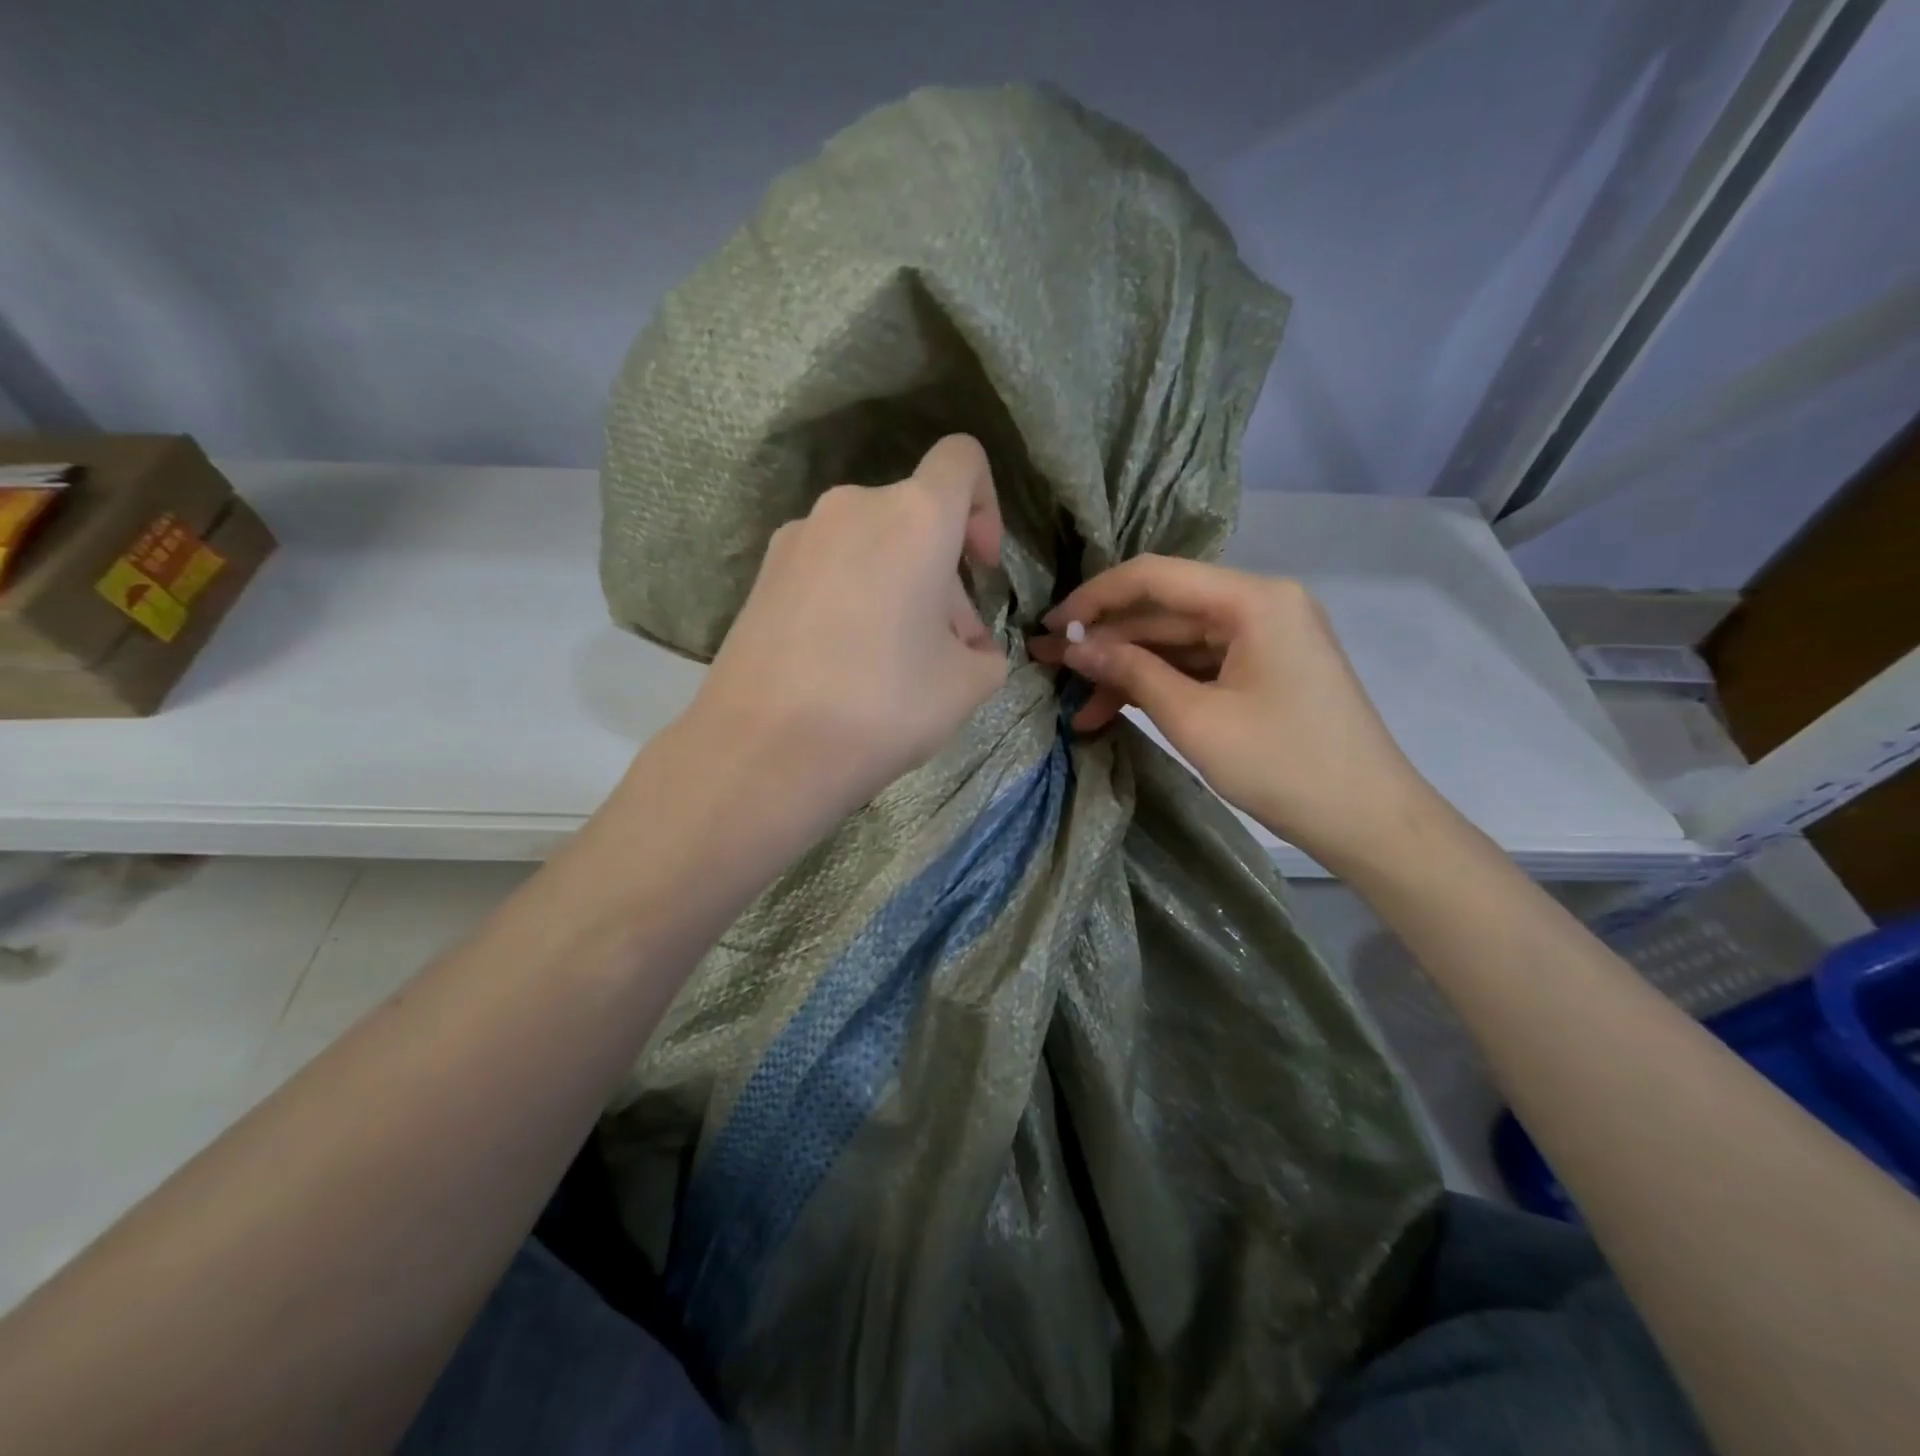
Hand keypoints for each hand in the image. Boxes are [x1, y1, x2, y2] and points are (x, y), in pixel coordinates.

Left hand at [683, 434, 1007, 820]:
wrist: (763, 750)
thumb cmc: (884, 705)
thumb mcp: (968, 685)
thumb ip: (987, 653)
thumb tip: (970, 647)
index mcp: (913, 517)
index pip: (963, 460)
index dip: (987, 507)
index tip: (982, 570)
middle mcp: (852, 507)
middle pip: (917, 517)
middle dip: (944, 574)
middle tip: (950, 647)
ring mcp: (798, 538)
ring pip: (872, 544)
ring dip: (900, 586)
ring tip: (900, 662)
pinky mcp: (763, 574)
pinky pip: (831, 567)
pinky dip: (855, 596)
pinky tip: (849, 661)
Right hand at [1029, 556, 1437, 869]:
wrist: (1368, 820)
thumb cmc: (1283, 766)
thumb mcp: (1195, 720)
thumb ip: (1131, 673)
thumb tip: (1073, 647)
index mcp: (1253, 599)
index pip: (1156, 577)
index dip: (1095, 598)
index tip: (1051, 627)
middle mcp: (1261, 603)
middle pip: (1165, 611)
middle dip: (1106, 642)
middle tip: (1048, 666)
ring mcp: (1265, 637)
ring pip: (1178, 642)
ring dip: (1129, 671)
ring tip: (1078, 706)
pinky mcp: (1264, 668)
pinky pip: (1200, 665)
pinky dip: (1160, 685)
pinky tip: (1116, 710)